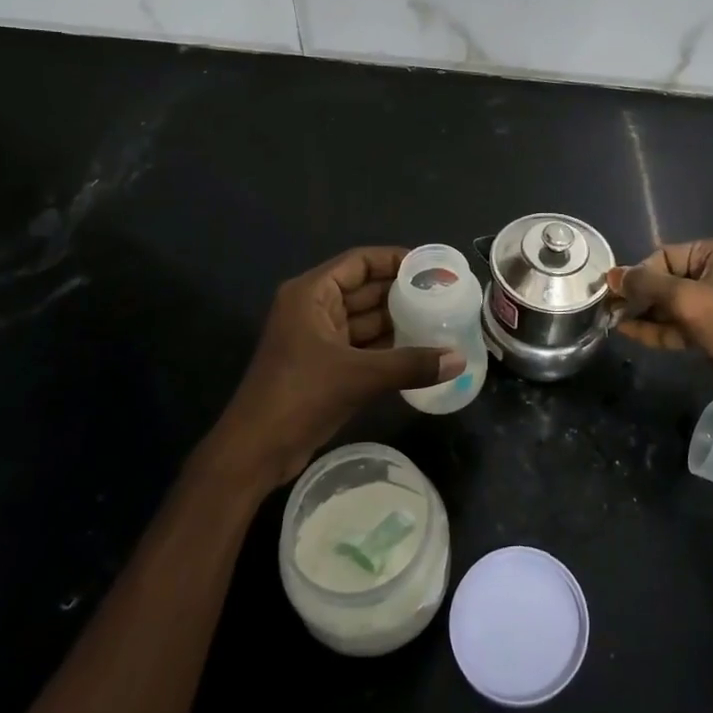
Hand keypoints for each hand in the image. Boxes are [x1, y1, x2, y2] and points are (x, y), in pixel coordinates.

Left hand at [209, 246, 463, 489]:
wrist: (253, 452)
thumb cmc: (299, 396)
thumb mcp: (359, 376)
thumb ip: (411, 365)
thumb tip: (459, 360)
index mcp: (311, 294)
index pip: (359, 262)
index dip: (395, 259)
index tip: (431, 267)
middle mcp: (314, 309)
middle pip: (365, 289)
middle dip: (402, 292)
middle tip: (444, 294)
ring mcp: (318, 339)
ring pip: (365, 320)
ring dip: (398, 321)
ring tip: (440, 319)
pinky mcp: (324, 366)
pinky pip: (362, 347)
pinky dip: (388, 348)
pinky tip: (420, 351)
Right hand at [606, 238, 712, 404]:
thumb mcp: (687, 299)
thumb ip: (647, 285)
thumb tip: (612, 275)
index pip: (664, 256)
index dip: (638, 273)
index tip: (615, 291)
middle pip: (664, 280)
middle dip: (638, 295)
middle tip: (607, 307)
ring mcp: (712, 303)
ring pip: (668, 305)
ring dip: (642, 313)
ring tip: (611, 319)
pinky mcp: (710, 330)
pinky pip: (676, 324)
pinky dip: (655, 328)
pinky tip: (627, 331)